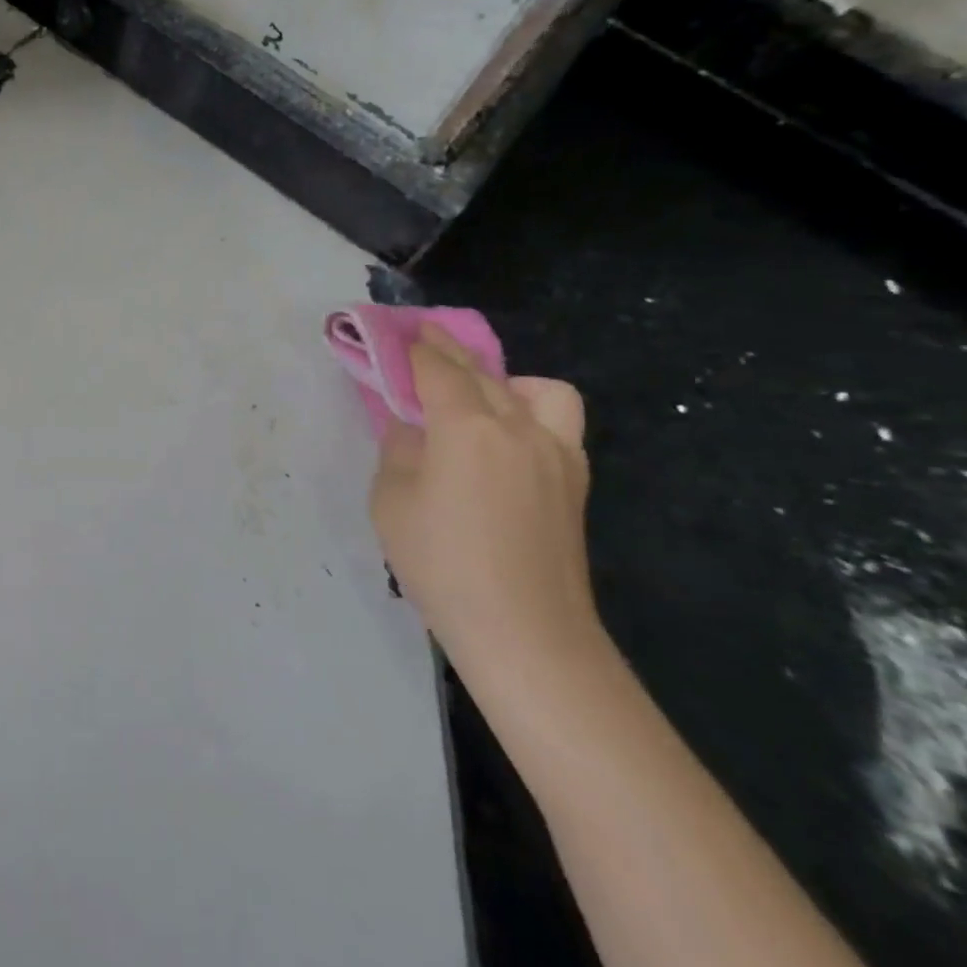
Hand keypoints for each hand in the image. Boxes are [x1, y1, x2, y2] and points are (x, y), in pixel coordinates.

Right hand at [370, 325, 598, 684]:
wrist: (526, 633)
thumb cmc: (443, 564)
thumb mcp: (391, 502)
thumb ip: (398, 451)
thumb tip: (411, 429)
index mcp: (466, 427)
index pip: (438, 369)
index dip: (414, 348)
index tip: (396, 334)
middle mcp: (517, 426)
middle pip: (481, 371)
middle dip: (448, 351)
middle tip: (422, 342)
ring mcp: (556, 452)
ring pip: (535, 389)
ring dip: (503, 378)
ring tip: (477, 396)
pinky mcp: (575, 480)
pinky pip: (557, 421)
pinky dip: (531, 410)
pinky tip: (506, 437)